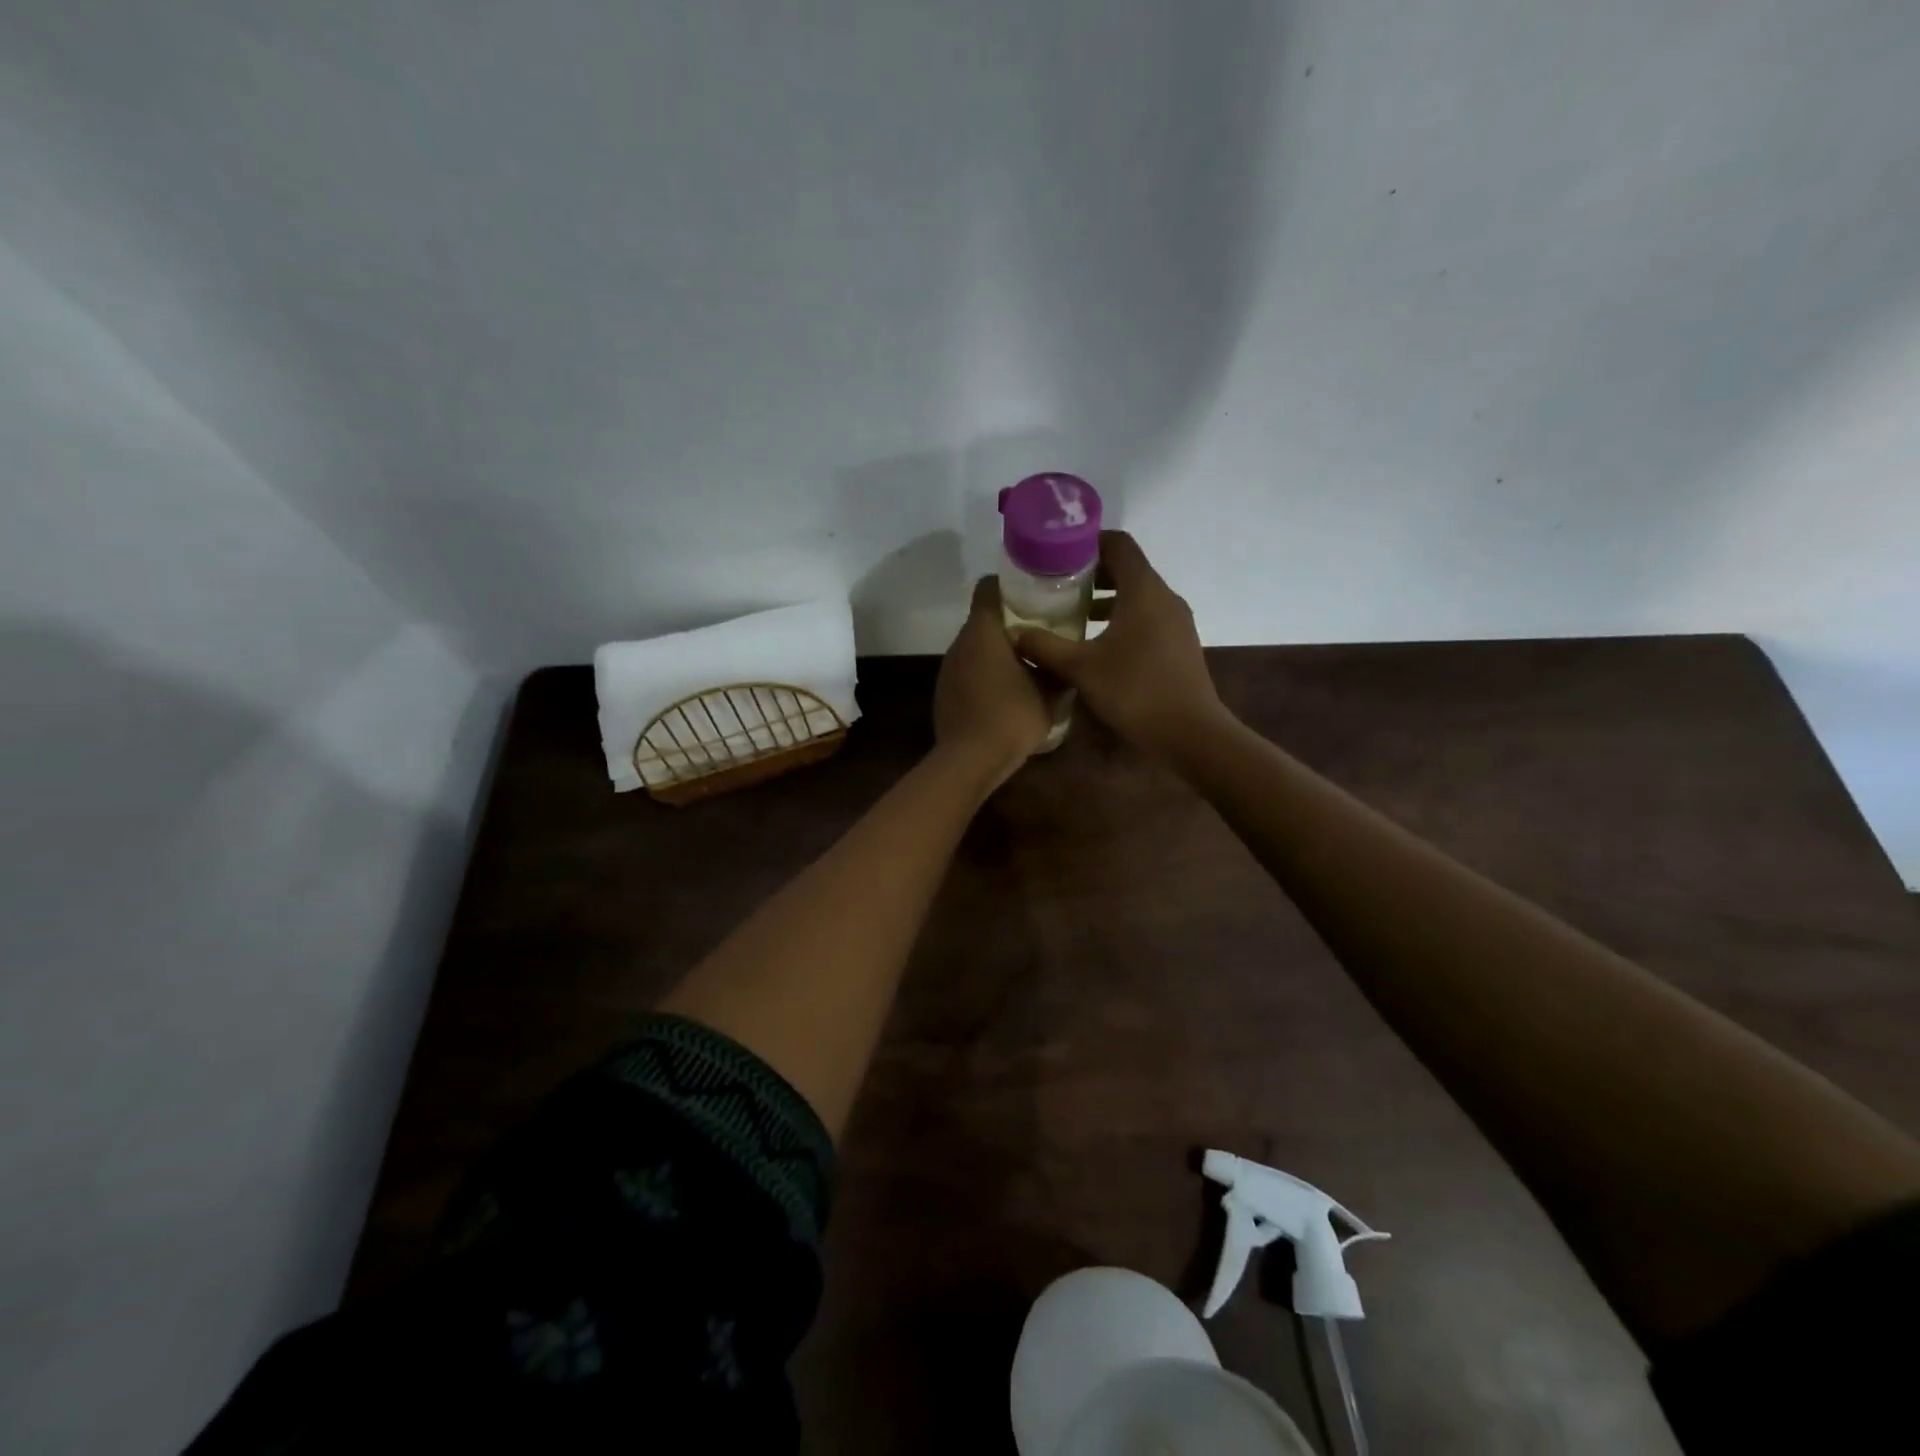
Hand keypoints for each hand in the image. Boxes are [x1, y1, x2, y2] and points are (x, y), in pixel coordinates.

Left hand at [934, 577, 1055, 783]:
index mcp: (983, 631)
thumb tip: (1068, 661)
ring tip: (1027, 664)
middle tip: (1040, 631)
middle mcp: (960, 643)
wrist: (970, 760)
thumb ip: (1059, 669)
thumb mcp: (1050, 693)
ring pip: (975, 648)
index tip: (1033, 593)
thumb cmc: (1012, 717)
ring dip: (997, 652)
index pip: (988, 588)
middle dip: (1010, 622)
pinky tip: (1006, 693)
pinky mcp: (945, 693)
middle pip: (983, 619)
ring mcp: (948, 669)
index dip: (1010, 585)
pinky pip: (968, 672)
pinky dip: (985, 675)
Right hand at [1013, 530, 1224, 758]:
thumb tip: (1015, 633)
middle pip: (1127, 568)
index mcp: (1143, 590)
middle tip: (1057, 584)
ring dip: (1106, 598)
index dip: (1088, 541)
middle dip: (1091, 572)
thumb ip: (1044, 647)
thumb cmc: (1134, 691)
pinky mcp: (1179, 644)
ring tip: (1072, 614)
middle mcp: (1164, 597)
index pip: (1119, 544)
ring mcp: (1176, 622)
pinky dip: (1121, 618)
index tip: (1058, 553)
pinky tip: (1097, 644)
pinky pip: (1147, 617)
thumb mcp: (1080, 668)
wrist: (1189, 733)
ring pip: (1137, 595)